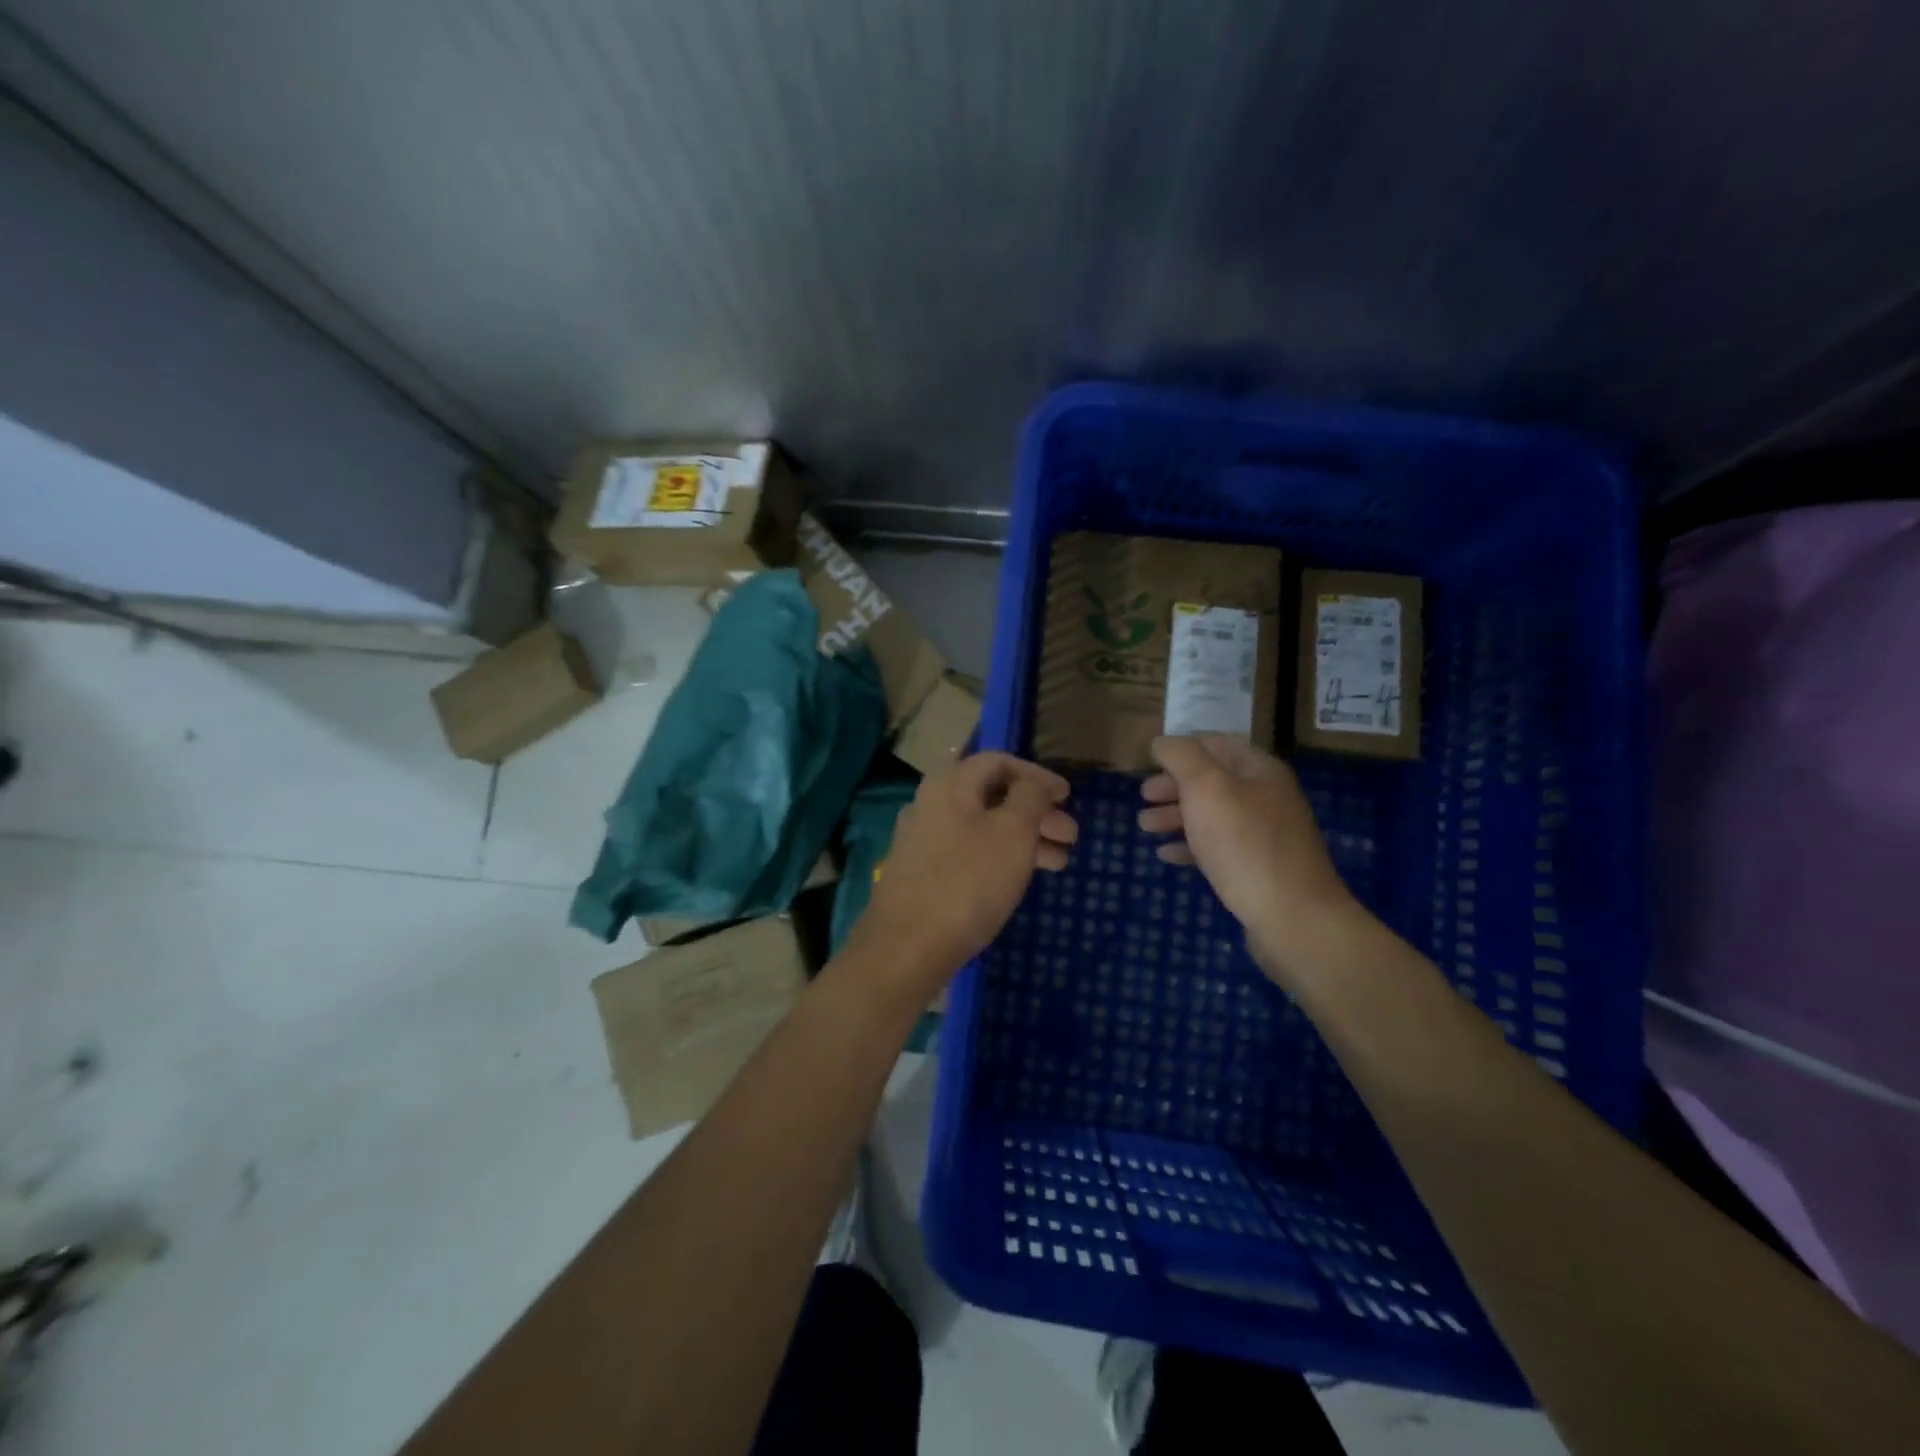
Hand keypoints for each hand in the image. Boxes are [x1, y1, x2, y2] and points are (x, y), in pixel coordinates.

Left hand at [849, 753, 1077, 1001]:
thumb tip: (1036, 783)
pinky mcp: (921, 873)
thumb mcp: (1013, 832)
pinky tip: (1020, 879)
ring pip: (982, 827)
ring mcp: (922, 840)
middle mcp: (930, 803)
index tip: (1068, 796)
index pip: (999, 761)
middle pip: (991, 796)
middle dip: (1036, 813)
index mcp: (949, 783)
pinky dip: (999, 857)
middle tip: (1070, 836)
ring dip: (1023, 839)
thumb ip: (1030, 797)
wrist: (907, 946)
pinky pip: (968, 852)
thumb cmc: (968, 881)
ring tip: (1059, 864)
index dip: (1038, 775)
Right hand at [1137, 735, 1363, 980]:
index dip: (1182, 747)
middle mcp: (1265, 796)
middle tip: (1142, 796)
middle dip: (1174, 785)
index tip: (1149, 759)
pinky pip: (1218, 847)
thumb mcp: (1206, 788)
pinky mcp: (1257, 868)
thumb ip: (1181, 757)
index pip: (1216, 743)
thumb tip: (1162, 742)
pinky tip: (1166, 855)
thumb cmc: (1244, 844)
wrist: (1292, 917)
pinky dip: (1190, 846)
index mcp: (1258, 770)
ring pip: (1212, 815)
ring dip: (1175, 815)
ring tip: (1144, 826)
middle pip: (1212, 780)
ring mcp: (1264, 834)